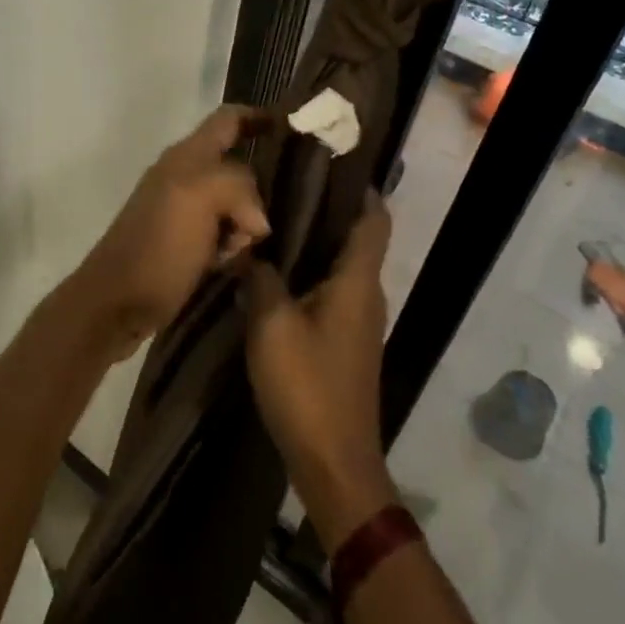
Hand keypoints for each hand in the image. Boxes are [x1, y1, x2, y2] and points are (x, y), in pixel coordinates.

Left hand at [67, 106, 270, 359]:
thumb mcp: (200, 197)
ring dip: (245, 225)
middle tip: (267, 220)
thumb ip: (237, 185)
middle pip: (238, 165)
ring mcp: (182, 209)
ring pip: (234, 204)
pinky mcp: (183, 242)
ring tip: (242, 250)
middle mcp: (184, 174)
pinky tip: (229, 265)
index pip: (228, 119)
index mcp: (187, 155)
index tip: (294, 126)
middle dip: (258, 190)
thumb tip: (257, 219)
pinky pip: (223, 233)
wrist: (116, 302)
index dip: (259, 116)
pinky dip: (232, 246)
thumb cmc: (158, 245)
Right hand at [244, 190, 396, 544]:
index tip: (329, 160)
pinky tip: (273, 266)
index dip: (360, 187)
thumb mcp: (271, 323)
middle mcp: (365, 293)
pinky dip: (308, 268)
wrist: (333, 463)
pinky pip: (329, 288)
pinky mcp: (343, 340)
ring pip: (340, 263)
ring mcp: (356, 319)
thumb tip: (250, 246)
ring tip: (272, 214)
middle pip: (356, 236)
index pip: (374, 219)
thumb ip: (260, 277)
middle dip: (327, 206)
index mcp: (357, 281)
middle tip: (282, 180)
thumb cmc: (307, 385)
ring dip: (314, 238)